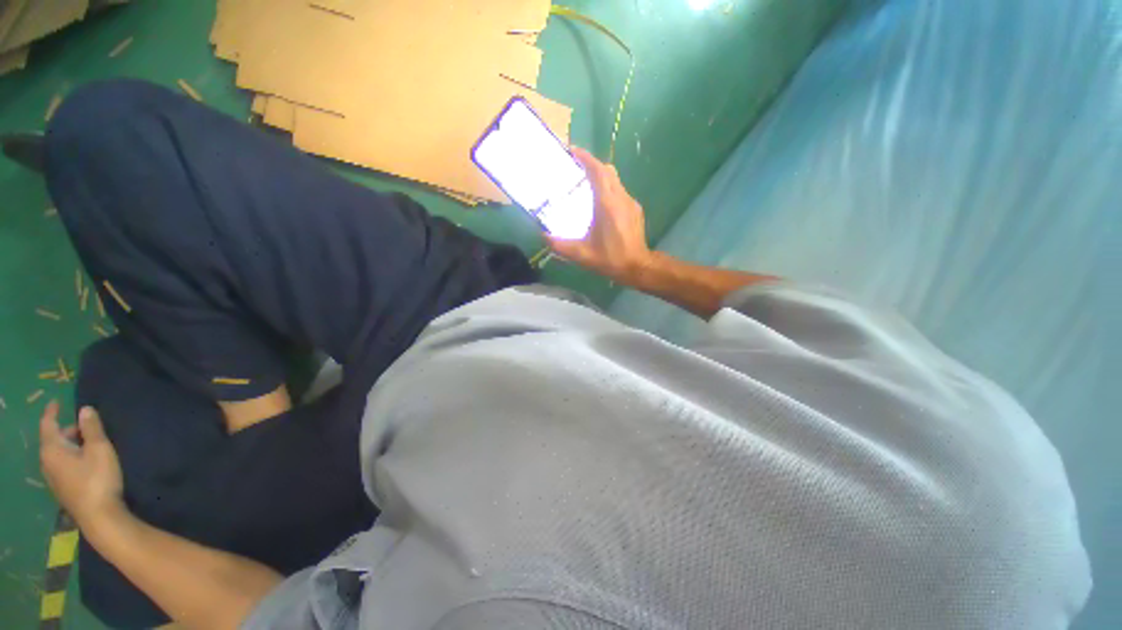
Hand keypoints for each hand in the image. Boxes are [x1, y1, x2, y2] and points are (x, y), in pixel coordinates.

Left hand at [39, 402, 124, 528]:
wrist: (99, 517)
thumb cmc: (98, 478)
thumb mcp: (100, 449)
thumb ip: (91, 429)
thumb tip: (84, 410)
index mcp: (52, 450)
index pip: (47, 424)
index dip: (52, 412)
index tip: (56, 402)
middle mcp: (47, 462)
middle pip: (53, 440)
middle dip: (67, 431)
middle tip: (85, 426)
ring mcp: (54, 478)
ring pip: (58, 454)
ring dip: (70, 445)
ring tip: (88, 443)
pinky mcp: (63, 488)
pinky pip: (62, 465)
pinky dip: (71, 457)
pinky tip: (85, 462)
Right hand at [548, 147, 653, 284]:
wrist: (638, 267)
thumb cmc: (610, 259)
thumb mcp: (582, 255)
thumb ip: (560, 245)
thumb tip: (543, 236)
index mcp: (607, 204)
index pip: (597, 171)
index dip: (585, 158)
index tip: (572, 151)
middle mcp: (621, 197)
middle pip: (607, 171)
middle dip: (591, 165)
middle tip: (575, 170)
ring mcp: (630, 203)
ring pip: (615, 180)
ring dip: (600, 177)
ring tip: (585, 187)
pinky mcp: (635, 210)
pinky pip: (620, 191)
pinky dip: (609, 190)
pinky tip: (600, 206)